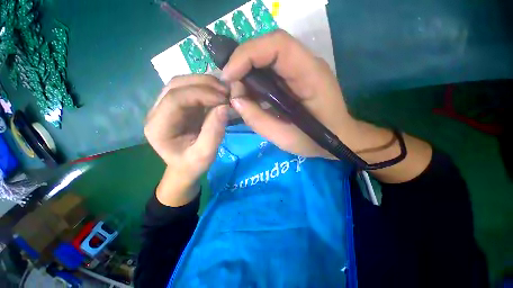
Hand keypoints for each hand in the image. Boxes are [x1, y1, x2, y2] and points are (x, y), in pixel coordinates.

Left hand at [144, 75, 228, 205]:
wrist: (184, 166)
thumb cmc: (192, 164)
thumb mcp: (206, 155)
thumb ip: (214, 133)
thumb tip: (224, 107)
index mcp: (158, 127)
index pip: (175, 99)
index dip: (201, 94)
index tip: (224, 99)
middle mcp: (157, 111)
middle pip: (176, 85)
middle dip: (204, 84)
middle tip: (227, 91)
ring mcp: (165, 105)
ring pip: (182, 82)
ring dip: (205, 82)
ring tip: (224, 90)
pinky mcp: (176, 104)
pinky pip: (189, 88)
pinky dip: (205, 87)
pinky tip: (218, 92)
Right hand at [222, 30, 359, 158]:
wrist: (338, 139)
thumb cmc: (316, 141)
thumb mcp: (285, 137)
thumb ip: (258, 120)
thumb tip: (235, 100)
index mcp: (310, 74)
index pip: (277, 45)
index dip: (247, 54)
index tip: (229, 77)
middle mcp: (306, 64)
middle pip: (269, 47)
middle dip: (243, 63)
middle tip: (231, 88)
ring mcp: (301, 69)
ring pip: (267, 57)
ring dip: (248, 73)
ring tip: (239, 95)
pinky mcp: (295, 77)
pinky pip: (270, 70)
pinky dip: (255, 80)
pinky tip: (251, 96)